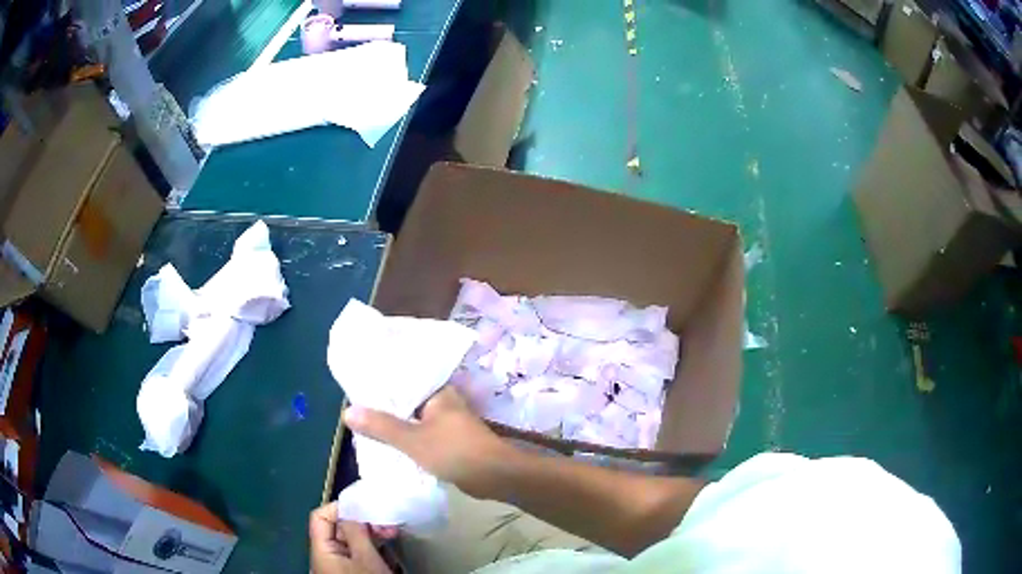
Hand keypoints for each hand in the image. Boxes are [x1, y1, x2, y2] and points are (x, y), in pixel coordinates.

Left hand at [309, 502, 390, 573]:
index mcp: (321, 550)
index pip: (320, 517)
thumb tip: (353, 506)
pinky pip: (357, 553)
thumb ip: (356, 530)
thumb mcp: (366, 557)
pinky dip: (371, 547)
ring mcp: (339, 566)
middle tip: (387, 525)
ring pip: (350, 541)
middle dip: (362, 523)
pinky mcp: (352, 573)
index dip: (340, 508)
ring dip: (370, 534)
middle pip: (336, 529)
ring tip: (392, 535)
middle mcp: (325, 556)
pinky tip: (388, 548)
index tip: (367, 509)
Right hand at [343, 387, 513, 497]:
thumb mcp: (412, 439)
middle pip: (405, 401)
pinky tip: (386, 445)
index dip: (378, 385)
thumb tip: (348, 411)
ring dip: (393, 427)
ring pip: (412, 420)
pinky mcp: (448, 440)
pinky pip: (420, 435)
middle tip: (355, 412)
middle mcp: (442, 402)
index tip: (355, 391)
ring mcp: (446, 422)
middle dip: (383, 409)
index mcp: (437, 391)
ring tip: (364, 428)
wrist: (494, 477)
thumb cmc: (455, 451)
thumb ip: (381, 426)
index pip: (401, 380)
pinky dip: (405, 440)